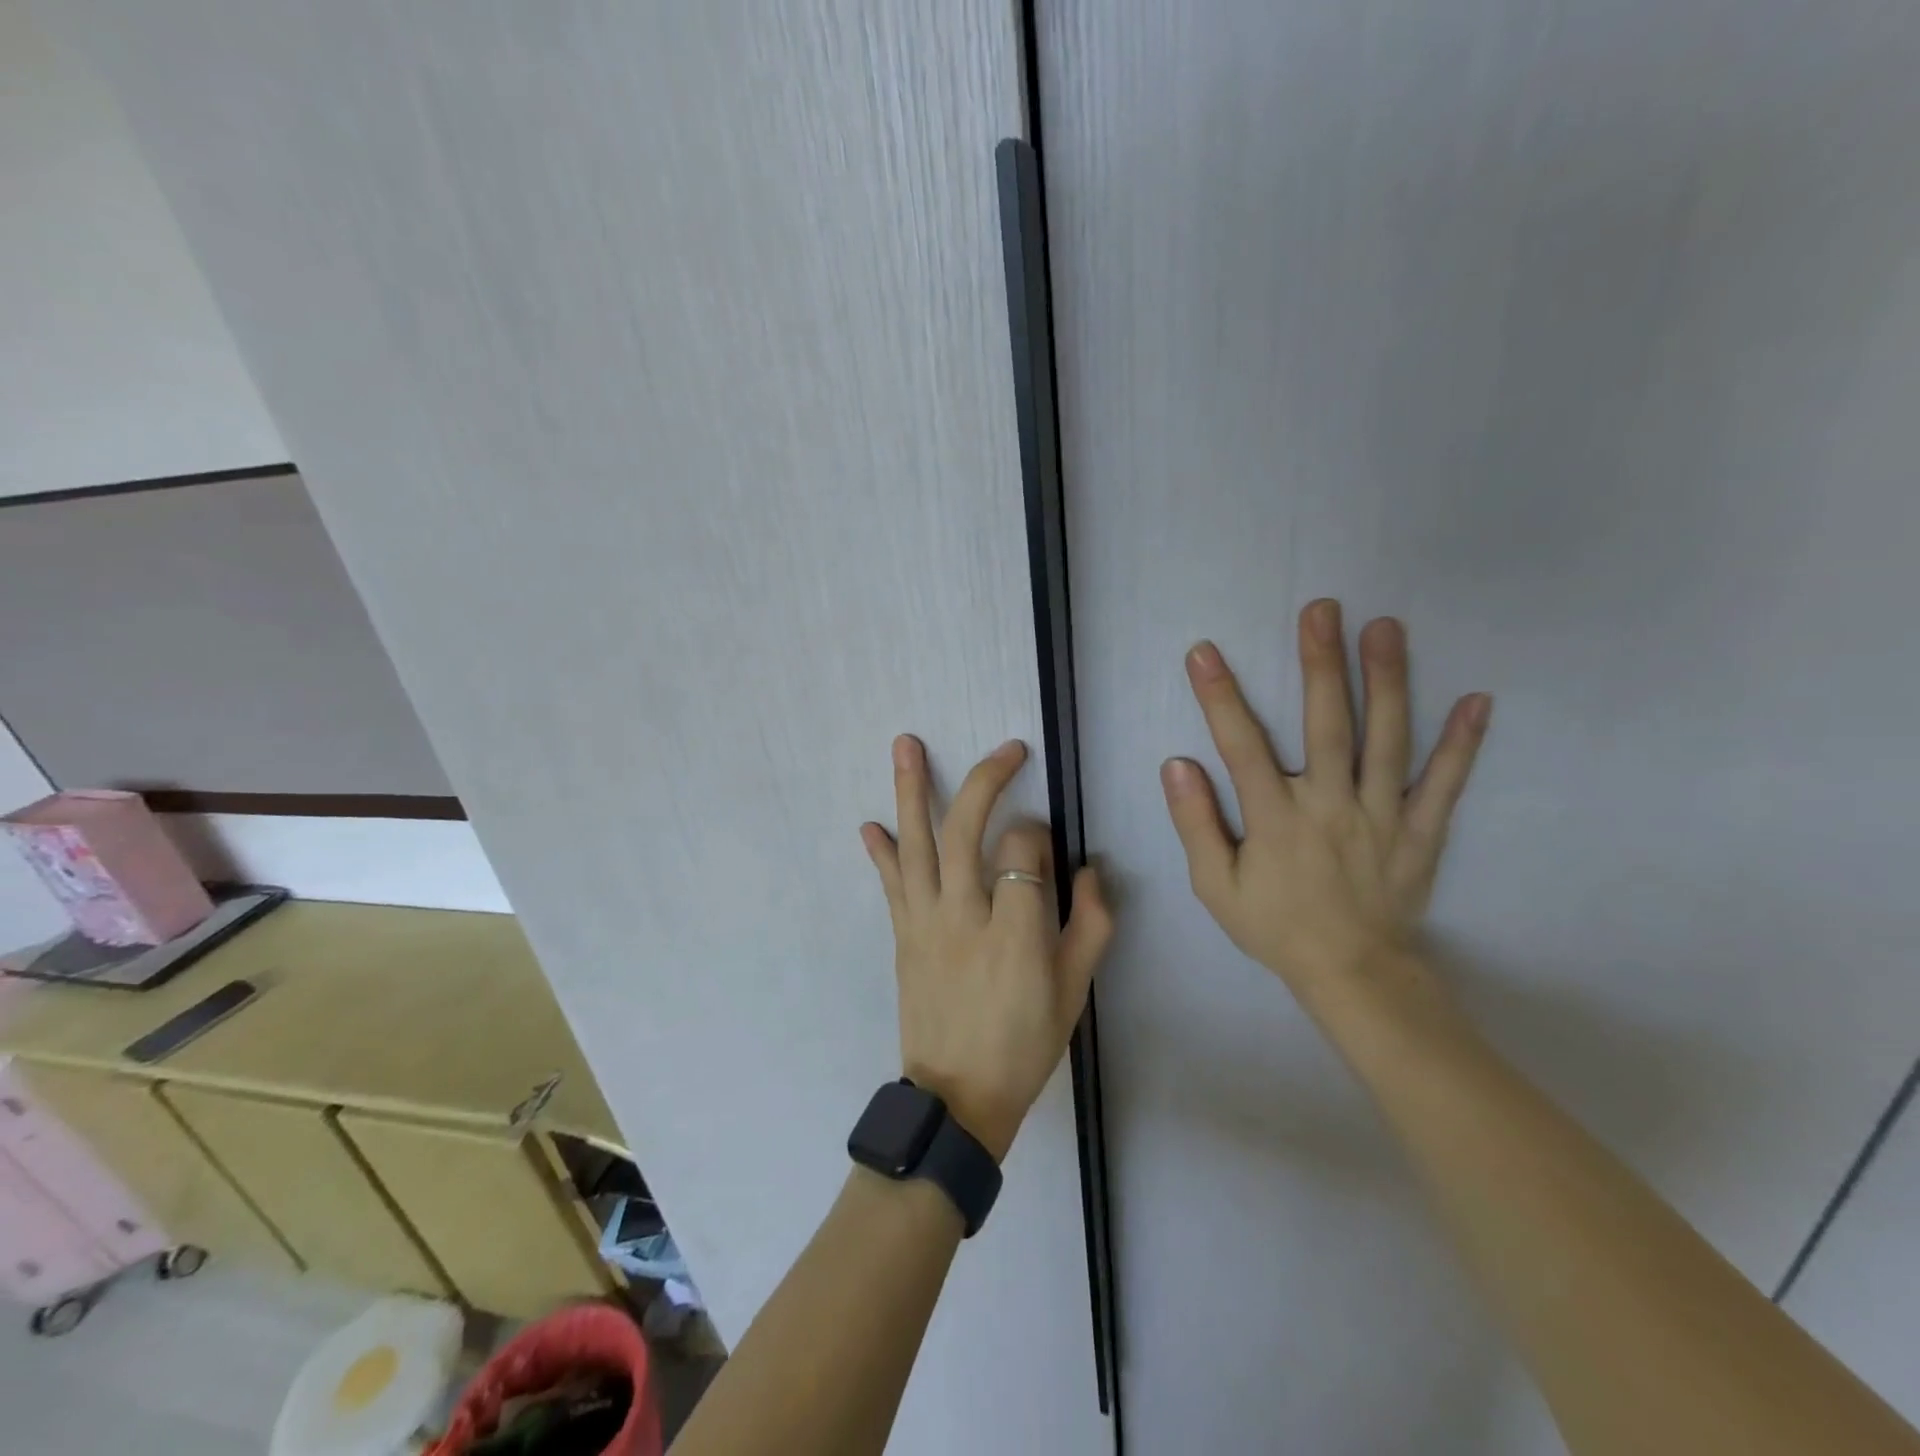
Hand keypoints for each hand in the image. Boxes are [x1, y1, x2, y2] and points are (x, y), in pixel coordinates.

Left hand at [862, 736, 1112, 1160]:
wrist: (957, 1098)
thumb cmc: (1025, 1045)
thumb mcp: (1075, 993)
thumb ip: (1091, 926)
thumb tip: (1092, 870)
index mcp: (1017, 933)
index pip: (1024, 851)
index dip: (1038, 833)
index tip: (1044, 841)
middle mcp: (965, 916)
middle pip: (967, 831)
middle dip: (986, 780)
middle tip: (1007, 750)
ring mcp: (926, 923)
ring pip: (918, 845)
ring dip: (911, 790)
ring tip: (904, 743)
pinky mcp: (903, 935)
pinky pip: (891, 884)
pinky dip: (881, 851)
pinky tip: (870, 822)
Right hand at [1161, 599, 1489, 1008]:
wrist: (1353, 975)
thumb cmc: (1277, 927)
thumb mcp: (1216, 887)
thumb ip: (1196, 824)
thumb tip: (1177, 765)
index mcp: (1276, 819)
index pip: (1241, 747)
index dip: (1220, 697)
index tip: (1204, 652)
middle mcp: (1330, 806)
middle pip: (1326, 725)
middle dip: (1320, 664)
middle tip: (1322, 610)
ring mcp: (1382, 815)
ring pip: (1387, 740)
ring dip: (1387, 681)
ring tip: (1386, 628)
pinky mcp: (1420, 831)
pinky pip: (1444, 783)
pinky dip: (1463, 743)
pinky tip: (1477, 698)